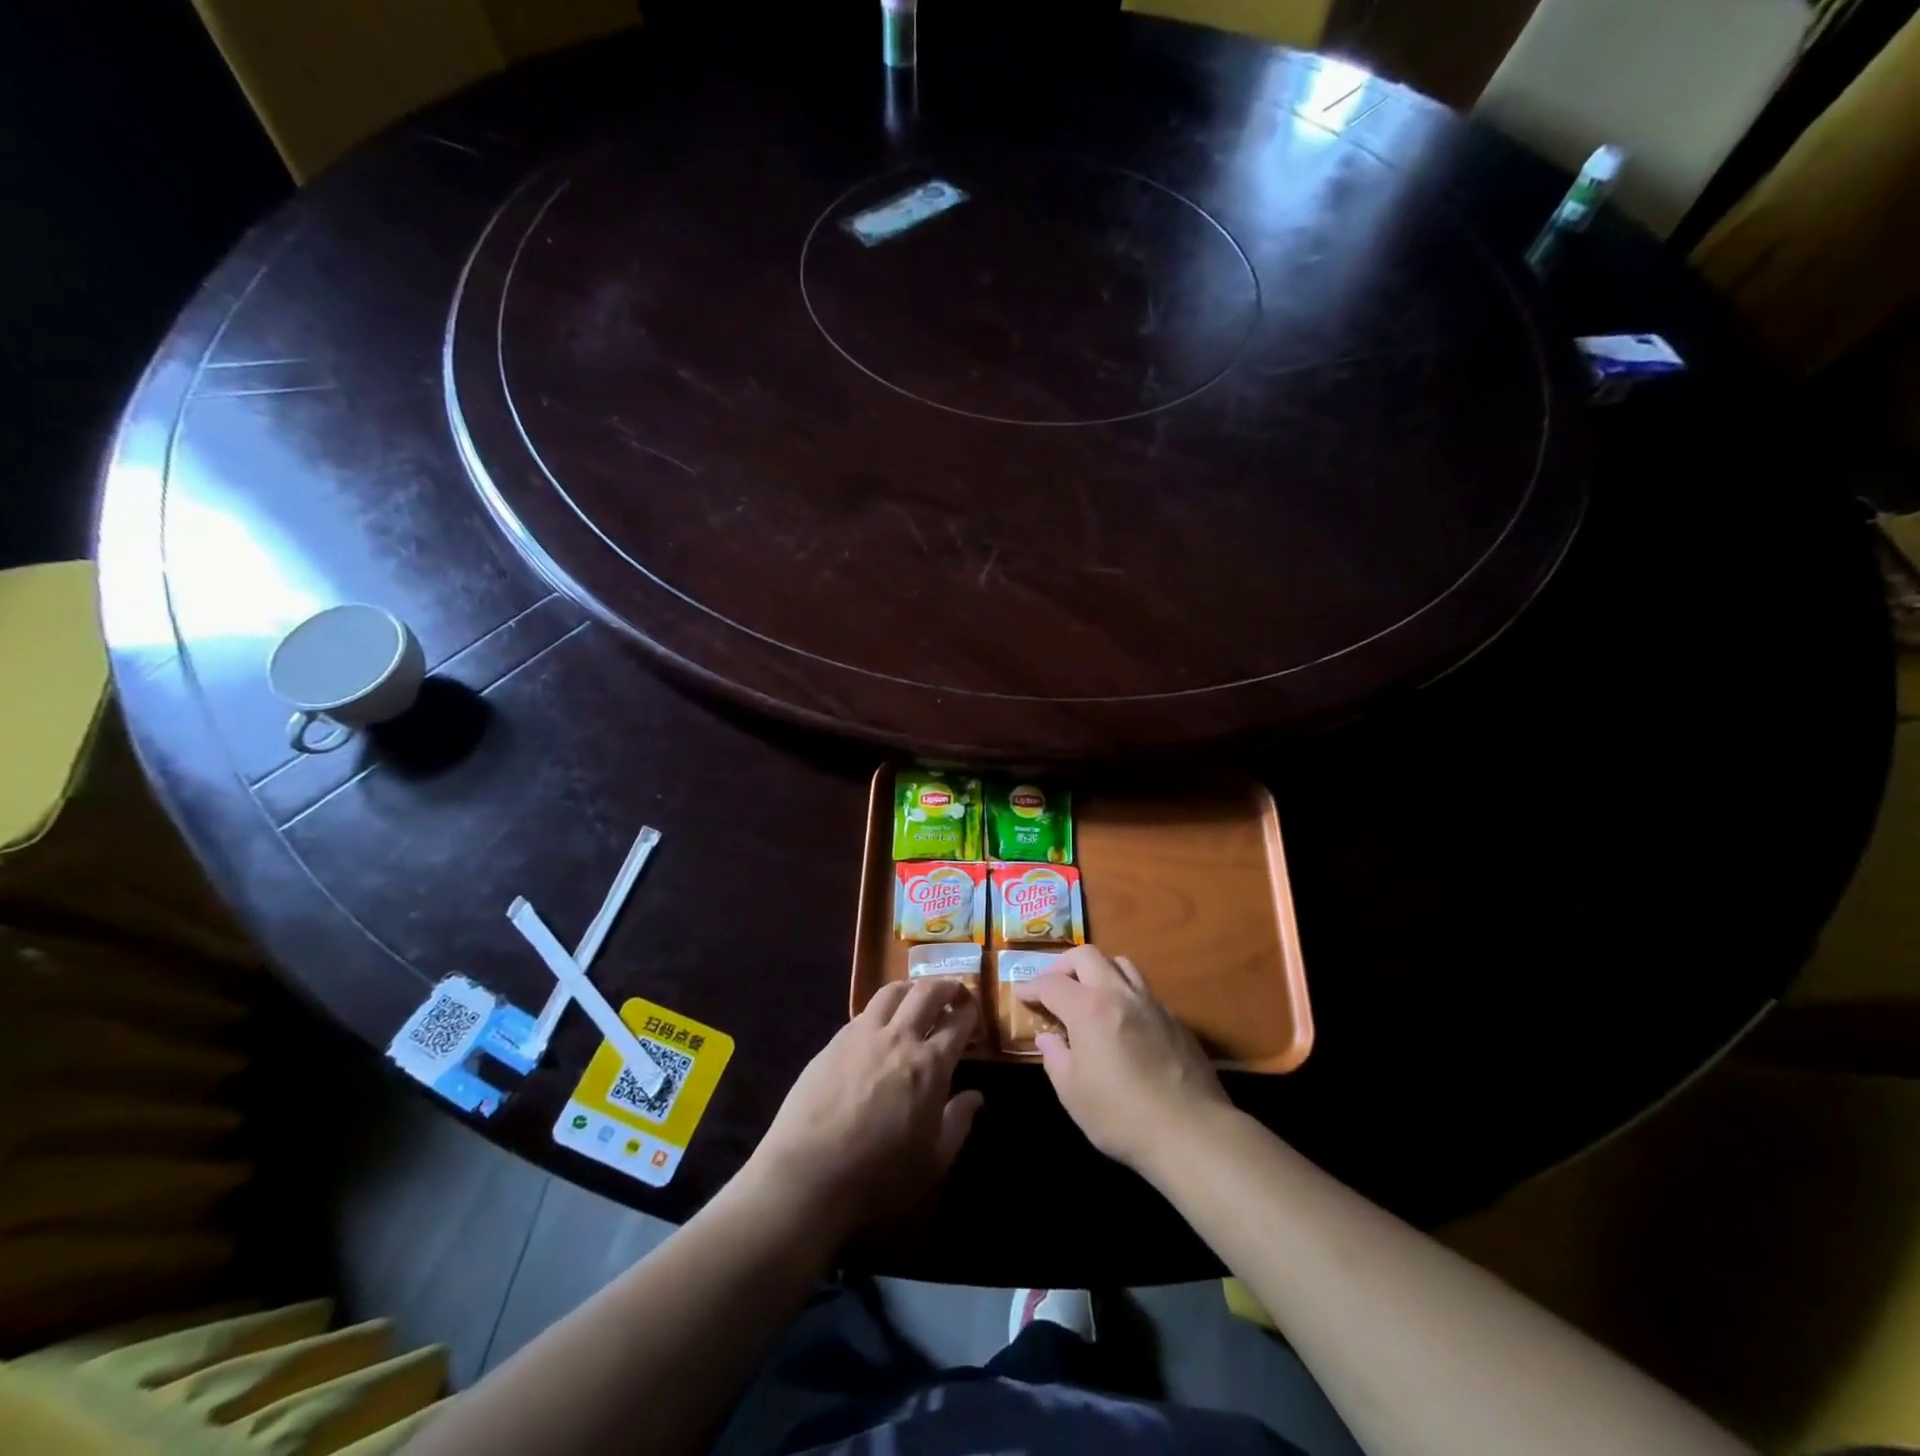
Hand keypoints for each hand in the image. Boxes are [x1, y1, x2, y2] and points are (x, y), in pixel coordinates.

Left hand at [744, 977, 983, 1239]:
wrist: (810, 1172)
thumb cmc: (879, 1174)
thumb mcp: (933, 1160)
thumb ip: (958, 1122)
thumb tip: (975, 1097)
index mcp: (930, 1064)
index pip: (958, 1022)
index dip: (970, 1011)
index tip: (973, 1010)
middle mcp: (899, 1038)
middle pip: (926, 992)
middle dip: (945, 986)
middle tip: (952, 991)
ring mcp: (863, 1034)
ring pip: (891, 991)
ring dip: (910, 988)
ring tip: (914, 996)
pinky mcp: (834, 1041)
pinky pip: (864, 1012)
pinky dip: (880, 1010)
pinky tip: (879, 1025)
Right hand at [1015, 945, 1228, 1170]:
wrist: (1190, 1132)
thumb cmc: (1120, 1116)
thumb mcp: (1072, 1093)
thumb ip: (1055, 1057)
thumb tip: (1048, 1037)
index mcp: (1088, 1008)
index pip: (1051, 983)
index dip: (1032, 987)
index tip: (1022, 995)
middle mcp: (1119, 993)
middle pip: (1087, 955)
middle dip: (1064, 965)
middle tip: (1054, 986)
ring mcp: (1151, 1003)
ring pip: (1121, 964)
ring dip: (1099, 970)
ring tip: (1090, 994)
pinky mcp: (1175, 1020)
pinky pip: (1144, 991)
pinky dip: (1125, 994)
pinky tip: (1124, 1022)